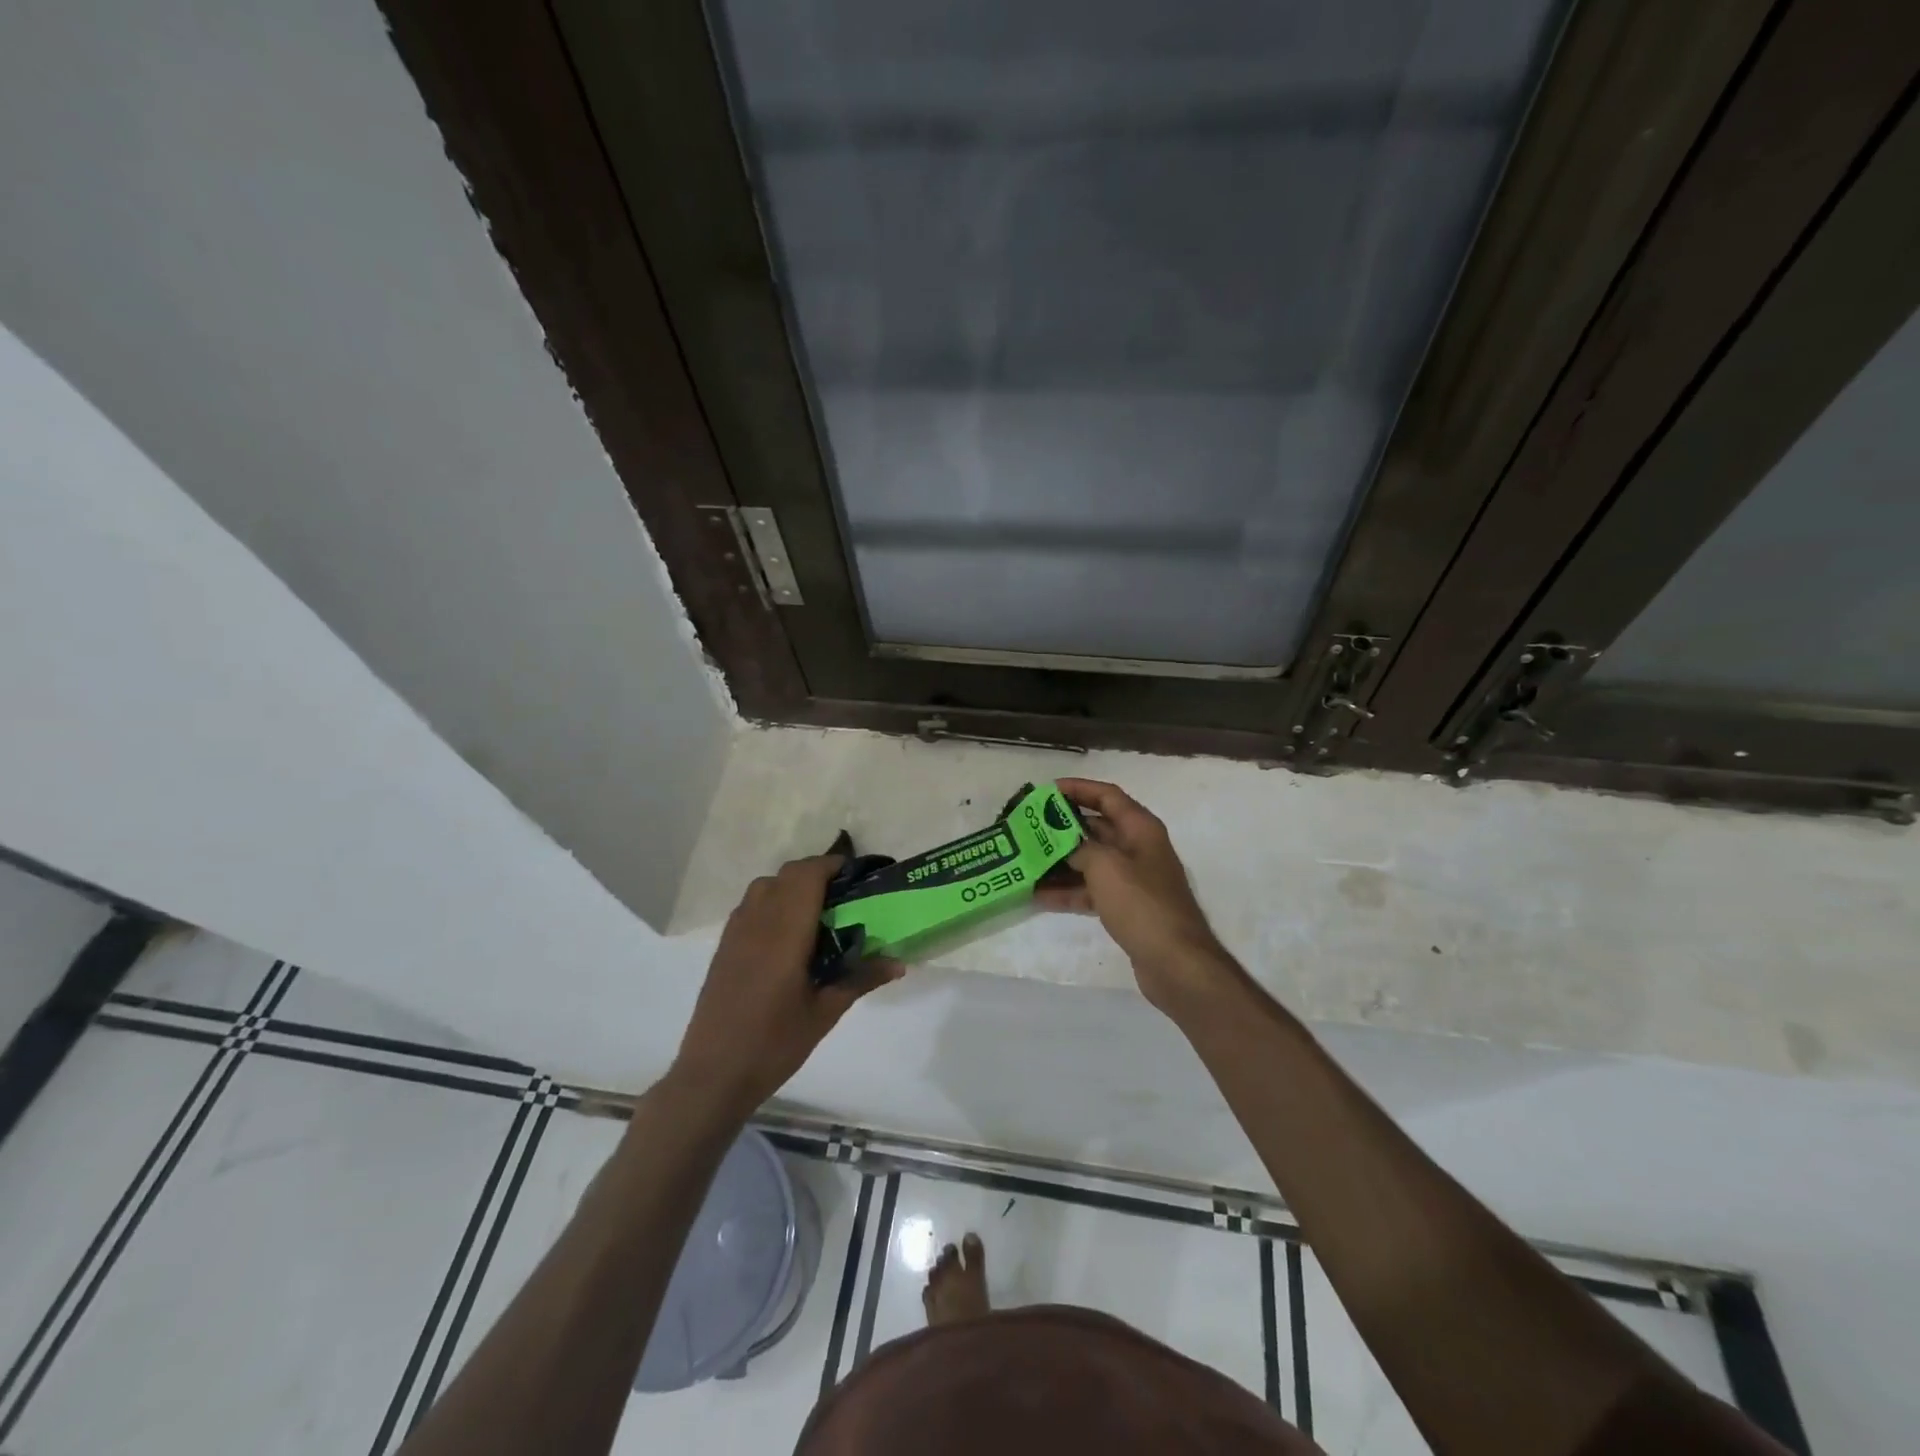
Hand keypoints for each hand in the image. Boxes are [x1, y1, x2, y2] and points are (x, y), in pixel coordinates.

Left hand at [671, 855, 901, 1118]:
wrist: (713, 1074)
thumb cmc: (774, 1044)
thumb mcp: (825, 1013)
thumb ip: (860, 979)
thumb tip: (898, 963)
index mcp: (785, 933)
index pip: (807, 876)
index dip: (832, 865)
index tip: (857, 874)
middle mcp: (757, 922)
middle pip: (787, 874)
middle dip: (817, 873)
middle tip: (844, 895)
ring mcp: (735, 932)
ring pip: (765, 885)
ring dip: (792, 885)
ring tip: (817, 911)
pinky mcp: (724, 946)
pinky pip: (750, 905)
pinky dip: (773, 901)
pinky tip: (787, 934)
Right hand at [1037, 778, 1240, 1018]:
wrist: (1176, 962)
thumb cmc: (1142, 904)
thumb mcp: (1105, 867)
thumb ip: (1079, 847)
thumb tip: (1061, 841)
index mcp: (1140, 829)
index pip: (1107, 796)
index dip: (1078, 788)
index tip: (1046, 792)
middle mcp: (1138, 848)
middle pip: (1096, 828)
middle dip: (1062, 828)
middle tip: (1028, 828)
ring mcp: (1133, 880)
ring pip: (1090, 861)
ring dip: (1060, 861)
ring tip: (1026, 861)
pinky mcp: (1126, 907)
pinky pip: (1091, 890)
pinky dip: (1068, 891)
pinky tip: (1038, 895)